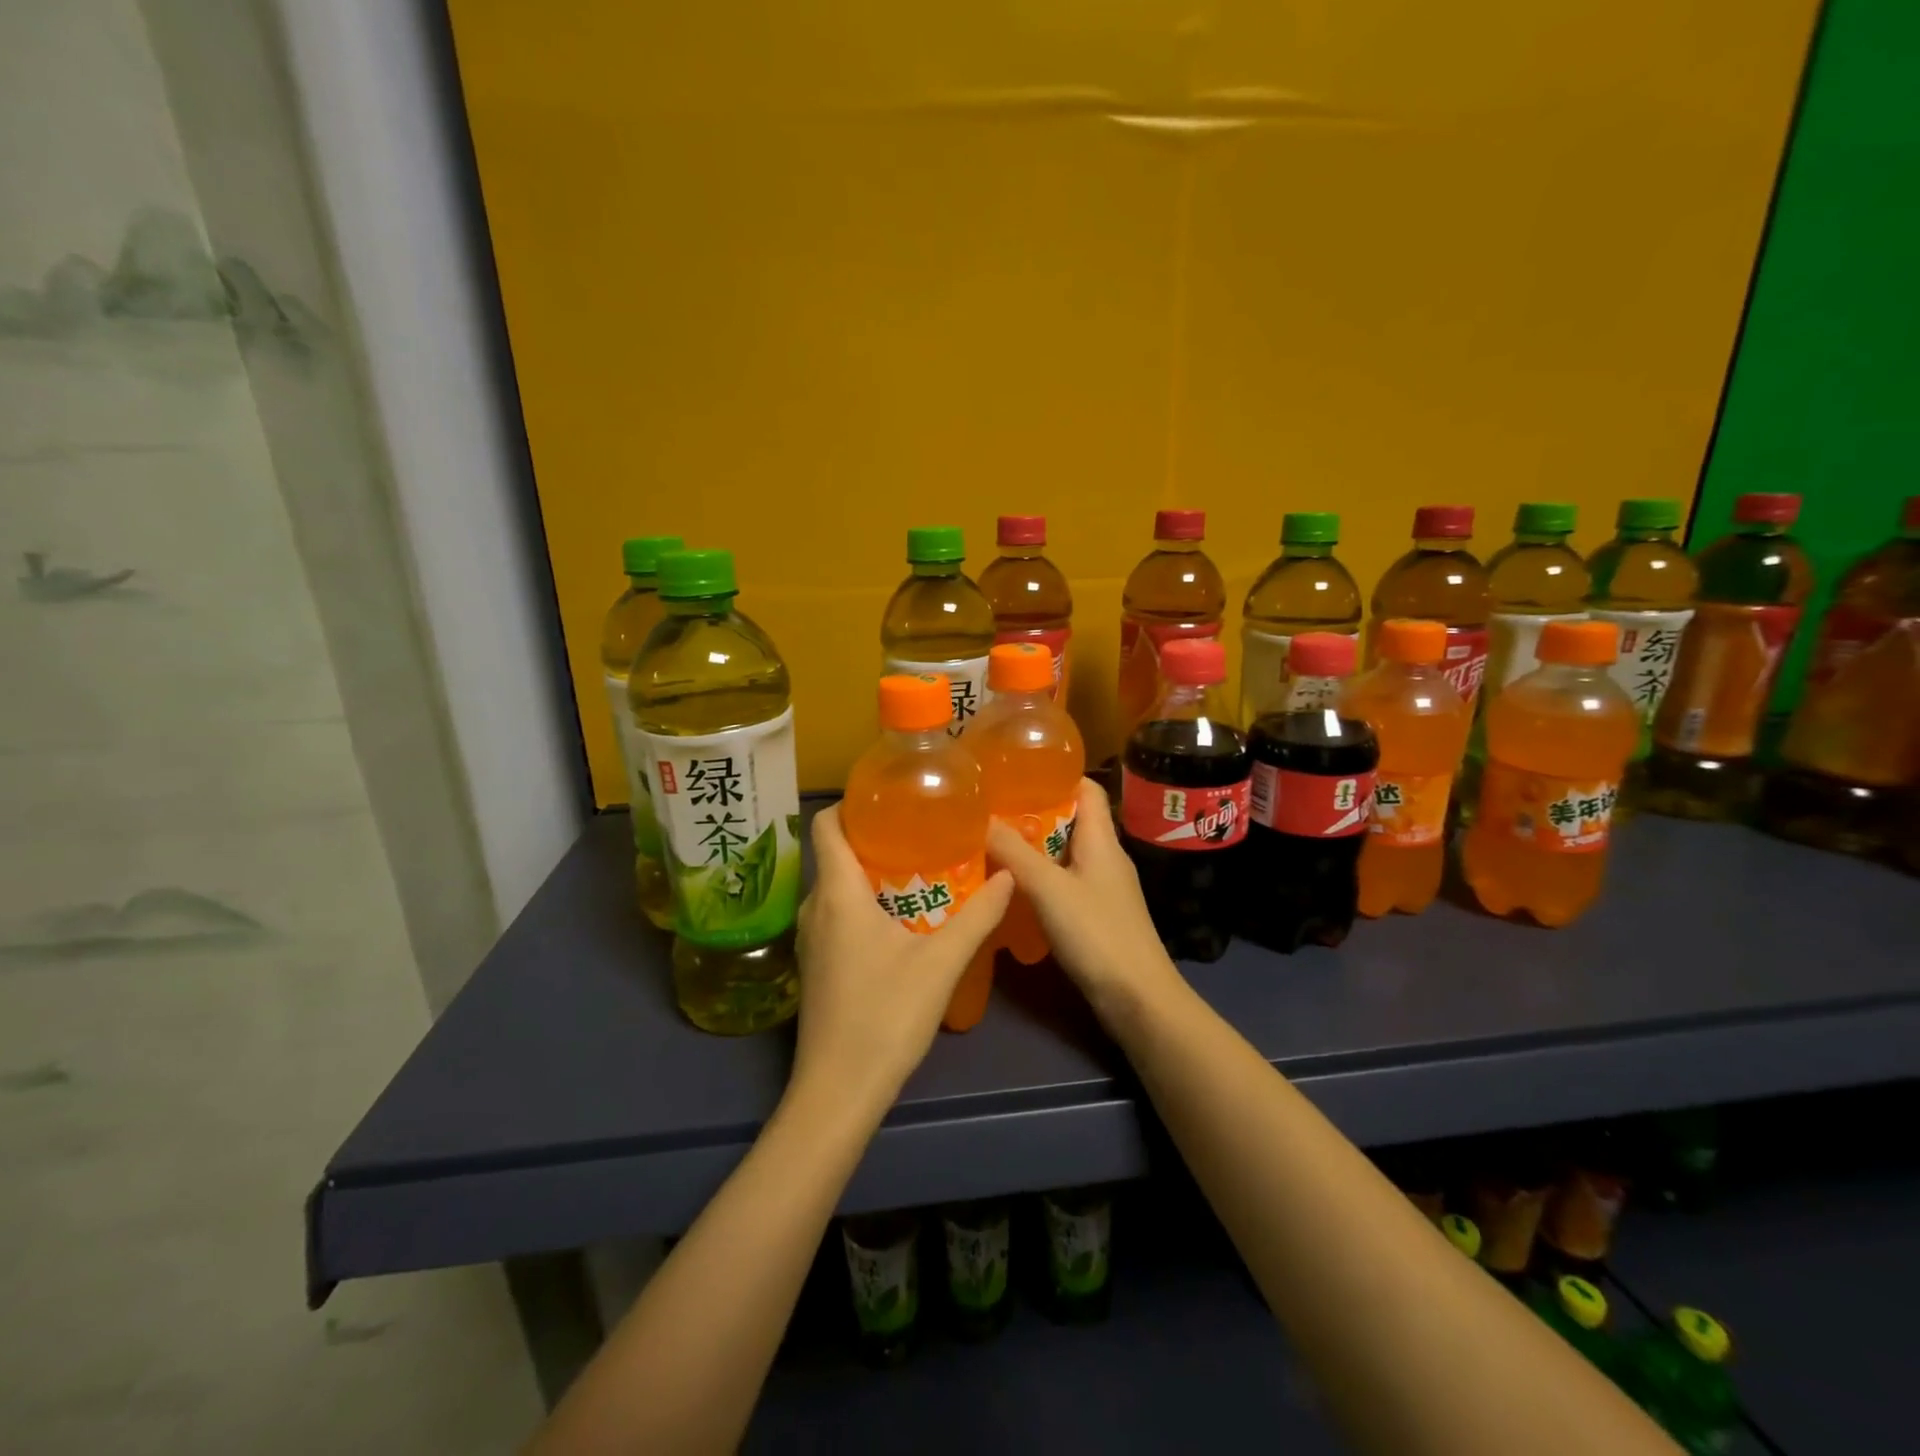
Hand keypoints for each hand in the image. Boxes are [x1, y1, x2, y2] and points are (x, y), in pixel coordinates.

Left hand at [793, 806, 1012, 1113]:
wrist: (838, 1091)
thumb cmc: (885, 1016)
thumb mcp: (941, 962)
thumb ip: (977, 915)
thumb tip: (1009, 875)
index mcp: (837, 893)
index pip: (826, 824)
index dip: (853, 804)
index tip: (894, 799)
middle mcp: (815, 907)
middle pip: (837, 853)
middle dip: (877, 838)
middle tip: (925, 832)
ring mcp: (811, 939)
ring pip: (838, 887)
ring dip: (873, 874)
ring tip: (921, 868)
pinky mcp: (816, 965)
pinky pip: (838, 915)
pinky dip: (865, 904)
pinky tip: (902, 919)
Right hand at [986, 778, 1182, 1022]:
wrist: (1137, 998)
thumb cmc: (1097, 933)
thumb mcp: (1048, 888)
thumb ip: (1014, 852)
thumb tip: (981, 817)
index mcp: (1101, 839)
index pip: (1086, 789)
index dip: (1056, 775)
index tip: (1015, 772)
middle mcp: (1105, 856)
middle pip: (1070, 820)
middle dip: (1032, 812)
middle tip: (990, 810)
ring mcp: (1102, 887)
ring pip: (1063, 853)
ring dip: (1032, 847)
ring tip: (990, 843)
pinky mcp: (1096, 914)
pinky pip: (1063, 882)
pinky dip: (1038, 878)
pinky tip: (1010, 887)